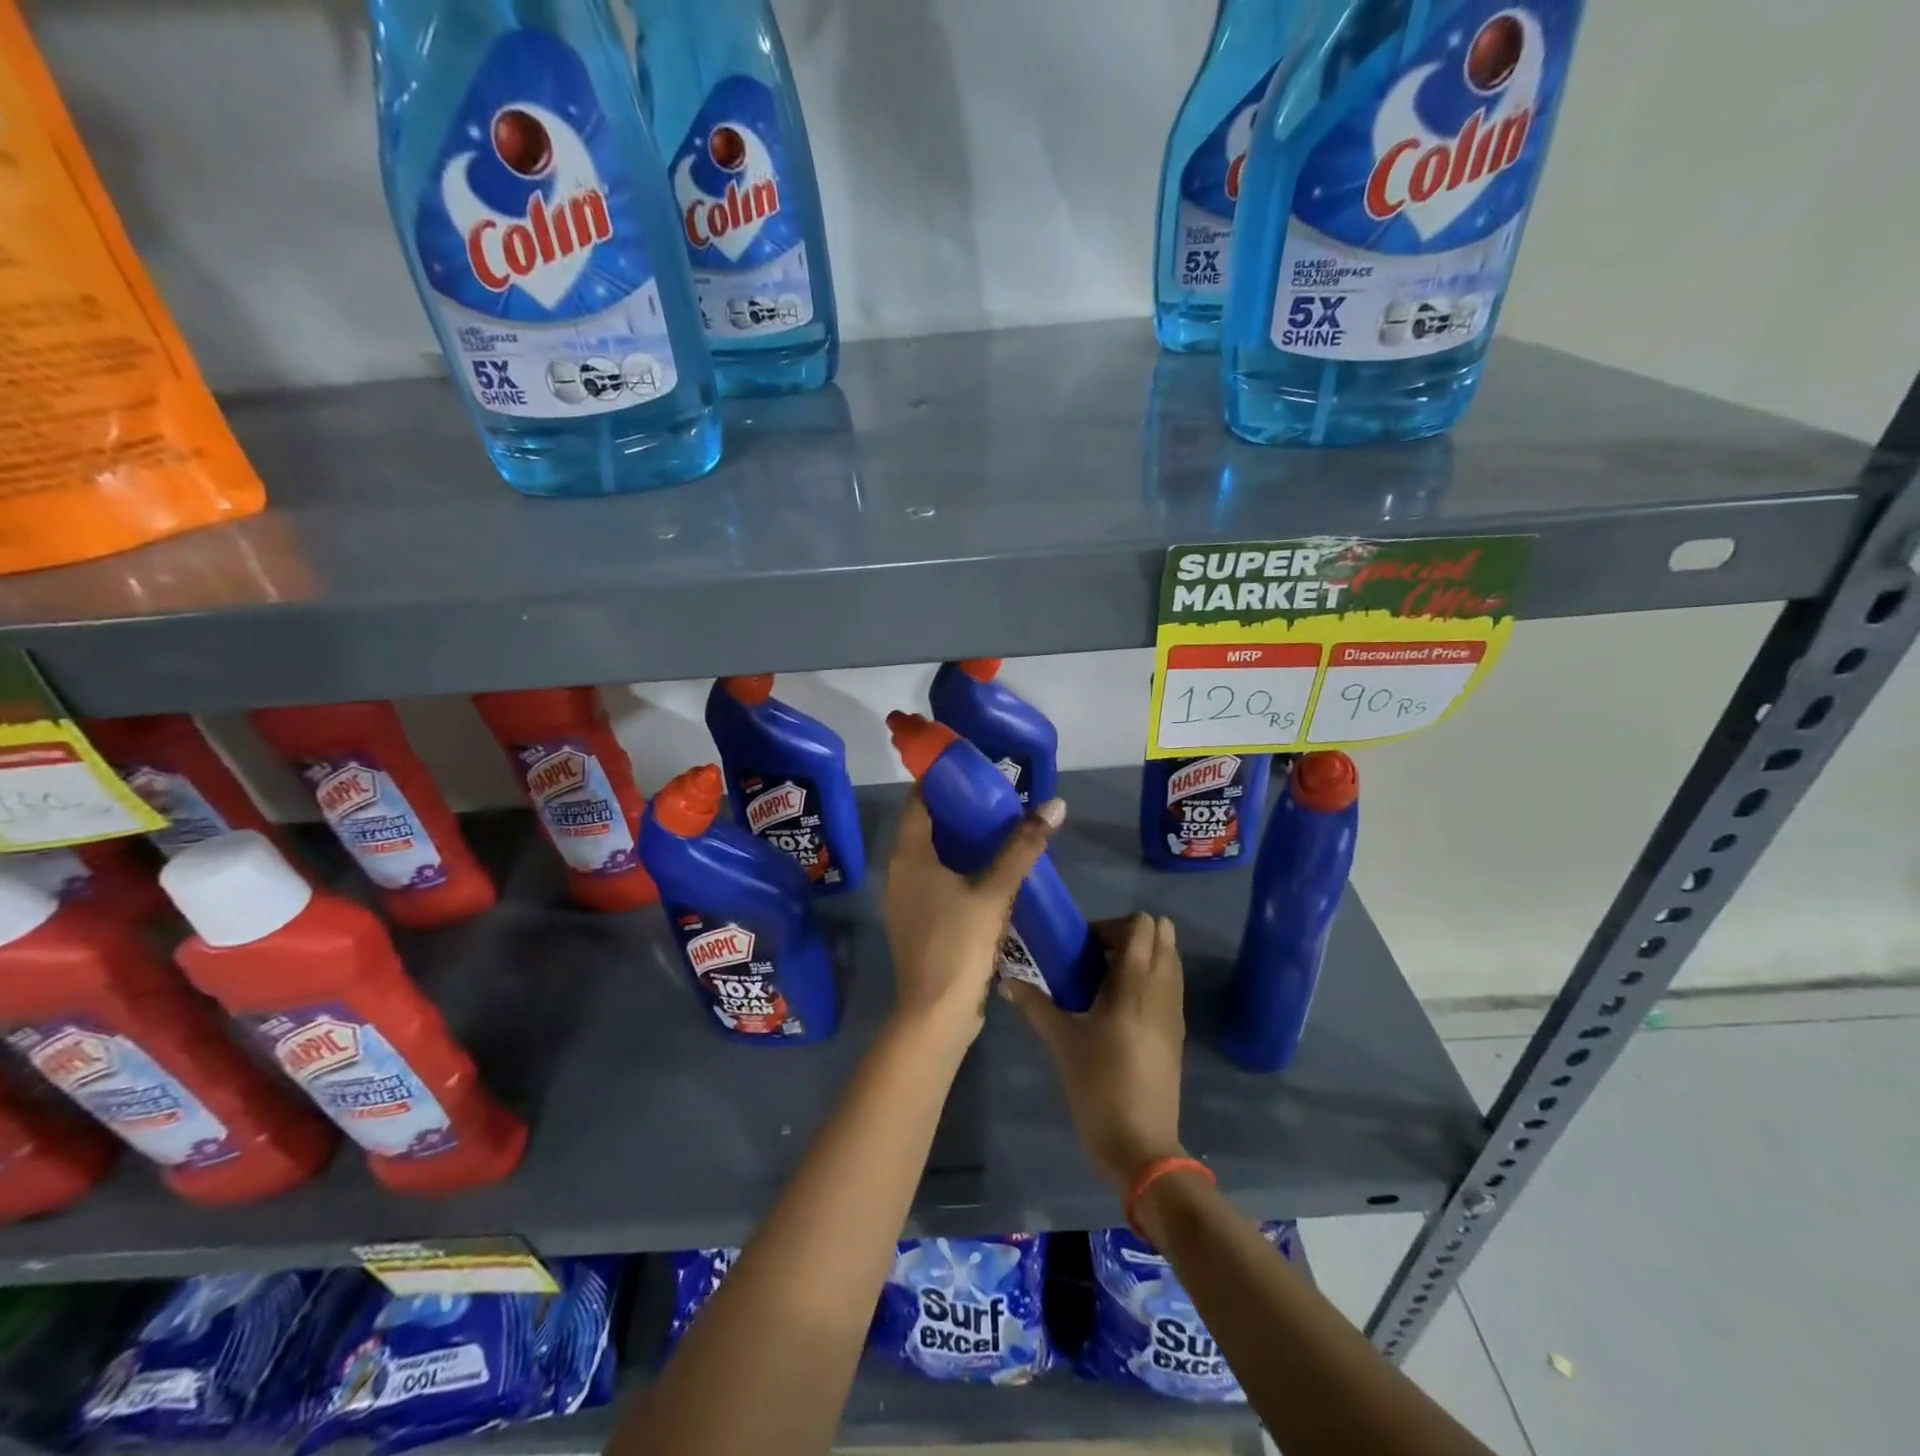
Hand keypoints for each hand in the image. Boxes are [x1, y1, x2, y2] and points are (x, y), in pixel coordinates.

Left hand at [882, 787, 1064, 1047]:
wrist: (936, 1012)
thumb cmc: (959, 943)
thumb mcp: (995, 891)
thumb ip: (1023, 847)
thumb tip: (1054, 805)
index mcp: (909, 856)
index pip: (918, 801)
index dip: (940, 781)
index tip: (969, 767)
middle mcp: (898, 872)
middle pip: (923, 827)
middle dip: (954, 810)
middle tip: (992, 796)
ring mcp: (903, 901)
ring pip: (928, 857)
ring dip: (955, 842)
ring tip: (993, 830)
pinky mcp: (914, 923)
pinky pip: (932, 882)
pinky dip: (953, 869)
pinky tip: (983, 874)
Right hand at [1004, 913, 1187, 1188]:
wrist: (1140, 1145)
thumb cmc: (1098, 1086)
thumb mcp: (1061, 1042)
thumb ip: (1035, 1005)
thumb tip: (1006, 981)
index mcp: (1134, 985)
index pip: (1141, 926)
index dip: (1111, 925)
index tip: (1084, 946)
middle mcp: (1161, 990)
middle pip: (1162, 935)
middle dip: (1130, 935)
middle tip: (1097, 957)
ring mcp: (1174, 1012)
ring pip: (1170, 960)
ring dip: (1144, 956)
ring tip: (1108, 980)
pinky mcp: (1177, 1033)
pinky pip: (1170, 986)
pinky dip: (1152, 979)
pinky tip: (1122, 1006)